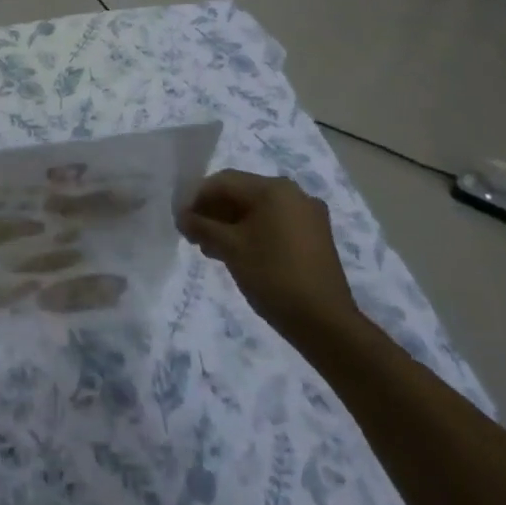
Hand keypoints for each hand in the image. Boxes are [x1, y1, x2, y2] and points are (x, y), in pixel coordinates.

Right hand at [177, 171, 361, 342]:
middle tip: (193, 235)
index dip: (196, 198)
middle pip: (242, 193)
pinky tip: (237, 253)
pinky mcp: (315, 237)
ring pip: (258, 210)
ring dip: (230, 224)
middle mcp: (294, 194)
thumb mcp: (230, 248)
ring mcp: (308, 216)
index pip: (224, 181)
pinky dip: (252, 232)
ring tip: (210, 248)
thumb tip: (182, 217)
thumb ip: (201, 226)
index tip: (180, 220)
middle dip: (213, 211)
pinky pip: (274, 224)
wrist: (325, 323)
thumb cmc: (273, 276)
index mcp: (274, 189)